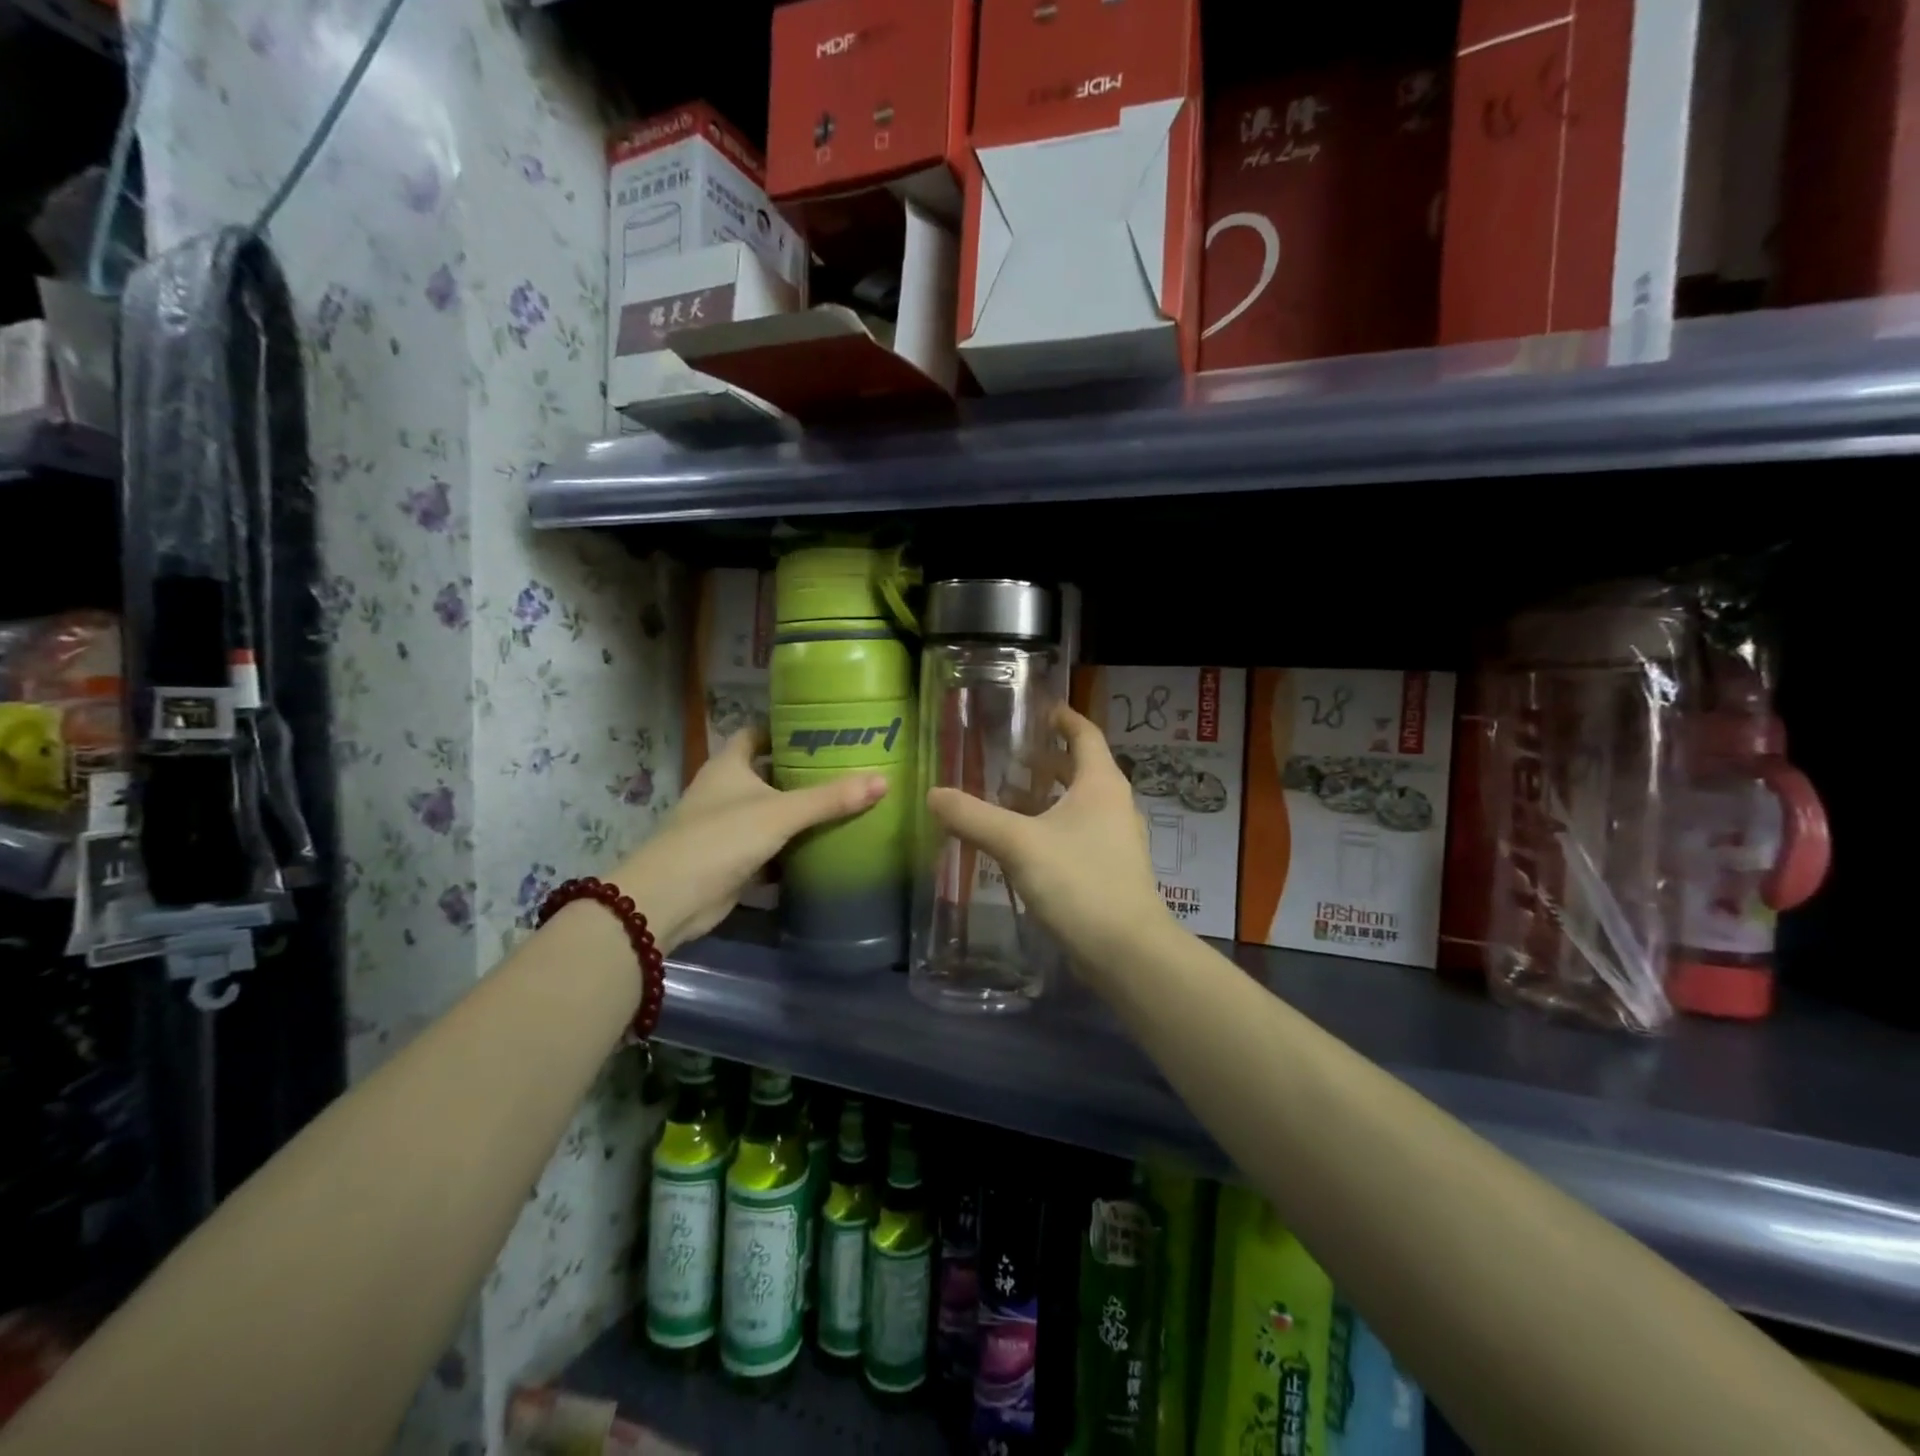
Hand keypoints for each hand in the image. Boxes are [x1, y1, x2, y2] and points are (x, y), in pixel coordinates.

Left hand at [614, 727, 886, 951]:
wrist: (672, 899)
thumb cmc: (721, 838)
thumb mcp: (780, 813)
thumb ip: (829, 798)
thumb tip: (882, 781)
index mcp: (728, 766)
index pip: (755, 735)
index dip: (783, 730)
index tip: (821, 730)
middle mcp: (725, 790)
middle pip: (766, 773)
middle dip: (800, 771)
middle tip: (844, 767)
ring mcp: (727, 826)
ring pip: (769, 811)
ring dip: (797, 810)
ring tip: (843, 803)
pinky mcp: (732, 859)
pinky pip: (769, 845)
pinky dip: (791, 846)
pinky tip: (823, 845)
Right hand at [926, 703, 1175, 983]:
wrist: (1125, 950)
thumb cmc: (1079, 881)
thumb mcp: (1018, 844)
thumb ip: (973, 817)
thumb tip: (932, 794)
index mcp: (1101, 783)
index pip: (1085, 734)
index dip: (1063, 718)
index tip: (1038, 708)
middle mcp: (1113, 804)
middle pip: (1079, 769)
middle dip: (1045, 760)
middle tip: (1008, 755)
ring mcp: (1114, 839)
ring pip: (1076, 804)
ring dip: (1044, 797)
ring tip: (1005, 797)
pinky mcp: (1108, 869)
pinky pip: (1075, 833)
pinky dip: (1049, 827)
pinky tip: (1020, 844)